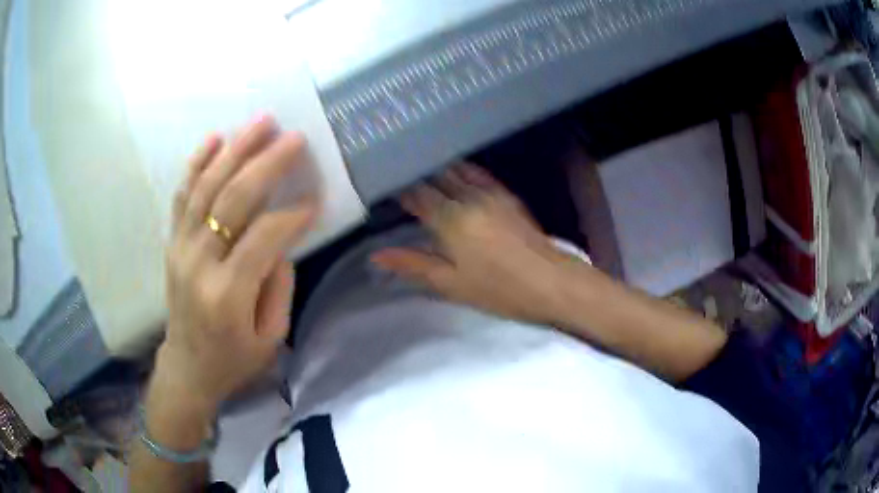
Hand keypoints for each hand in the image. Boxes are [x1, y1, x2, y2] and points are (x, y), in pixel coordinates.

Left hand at [155, 115, 317, 415]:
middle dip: (266, 164)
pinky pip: (183, 195)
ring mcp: (180, 248)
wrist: (188, 366)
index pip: (264, 238)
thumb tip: (282, 241)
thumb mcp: (270, 338)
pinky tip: (215, 138)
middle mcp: (199, 264)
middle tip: (293, 137)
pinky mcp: (172, 242)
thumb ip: (279, 288)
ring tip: (260, 121)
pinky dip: (198, 163)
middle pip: (233, 200)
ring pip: (206, 188)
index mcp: (227, 294)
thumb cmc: (233, 359)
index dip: (292, 216)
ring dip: (235, 150)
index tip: (314, 201)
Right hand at [371, 164, 573, 323]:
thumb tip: (376, 255)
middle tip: (400, 178)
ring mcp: (490, 192)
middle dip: (416, 175)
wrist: (550, 281)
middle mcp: (468, 196)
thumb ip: (412, 264)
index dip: (399, 190)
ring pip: (455, 169)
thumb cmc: (498, 289)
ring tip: (421, 171)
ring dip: (437, 168)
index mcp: (450, 219)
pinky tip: (454, 171)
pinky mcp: (506, 193)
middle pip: (435, 175)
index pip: (416, 194)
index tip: (385, 189)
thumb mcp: (451, 283)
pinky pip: (477, 173)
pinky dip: (460, 169)